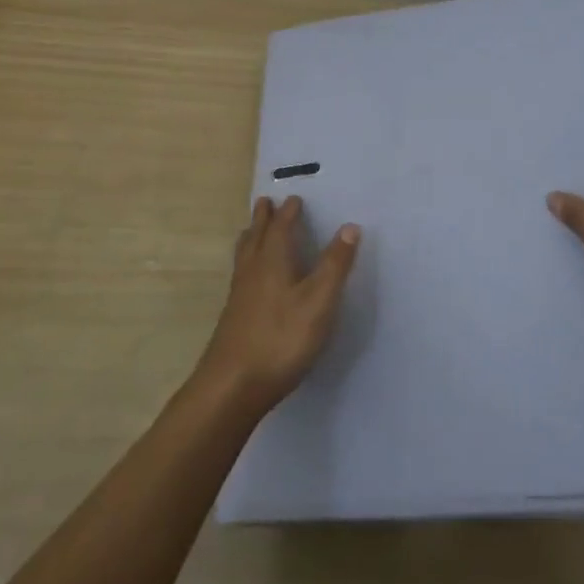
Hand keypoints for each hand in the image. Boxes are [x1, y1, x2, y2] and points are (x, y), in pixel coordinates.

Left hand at [197, 196, 359, 414]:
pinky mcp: (234, 316)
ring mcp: (240, 295)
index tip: (294, 198)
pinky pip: (241, 274)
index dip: (289, 212)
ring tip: (251, 230)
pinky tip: (250, 278)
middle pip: (257, 236)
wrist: (233, 385)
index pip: (281, 227)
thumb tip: (350, 226)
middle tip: (265, 202)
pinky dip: (247, 261)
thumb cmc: (281, 338)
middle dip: (263, 218)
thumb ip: (335, 265)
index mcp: (274, 261)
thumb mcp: (319, 301)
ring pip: (244, 255)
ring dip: (251, 237)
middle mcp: (253, 271)